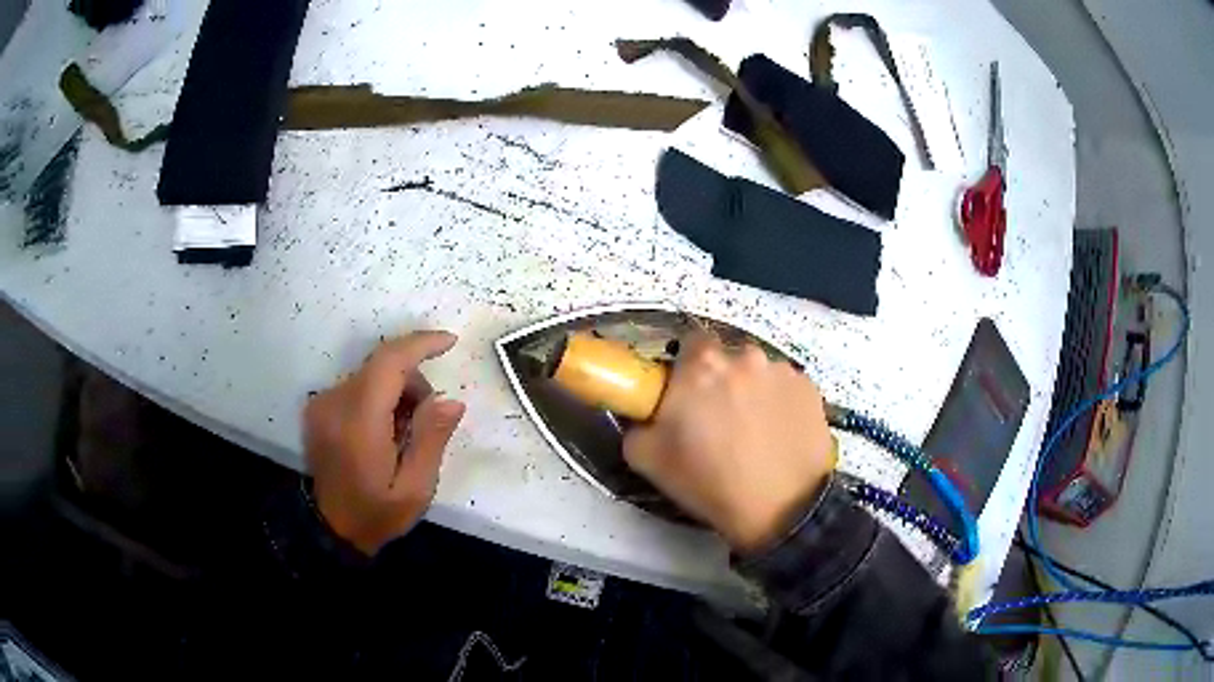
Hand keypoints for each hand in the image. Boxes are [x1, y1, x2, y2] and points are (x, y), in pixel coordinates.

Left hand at [304, 331, 465, 555]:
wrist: (331, 529)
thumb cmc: (376, 512)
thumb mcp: (415, 488)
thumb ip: (432, 439)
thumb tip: (451, 399)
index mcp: (359, 421)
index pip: (389, 362)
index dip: (421, 345)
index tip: (450, 342)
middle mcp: (334, 402)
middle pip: (382, 367)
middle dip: (413, 383)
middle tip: (428, 423)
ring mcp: (322, 403)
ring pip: (370, 375)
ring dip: (396, 393)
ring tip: (404, 435)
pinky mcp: (318, 407)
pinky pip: (357, 387)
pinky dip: (378, 399)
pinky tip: (383, 432)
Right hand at [623, 334, 833, 552]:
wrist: (782, 510)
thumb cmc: (710, 483)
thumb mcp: (646, 459)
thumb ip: (637, 423)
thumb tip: (647, 413)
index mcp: (701, 365)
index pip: (688, 344)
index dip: (685, 370)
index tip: (686, 398)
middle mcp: (744, 355)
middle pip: (726, 358)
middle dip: (720, 382)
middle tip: (718, 421)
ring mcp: (781, 370)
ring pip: (758, 373)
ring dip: (752, 392)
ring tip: (754, 433)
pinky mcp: (810, 388)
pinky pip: (785, 387)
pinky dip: (779, 403)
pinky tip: (778, 436)